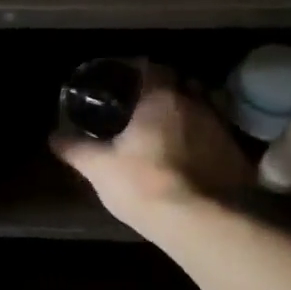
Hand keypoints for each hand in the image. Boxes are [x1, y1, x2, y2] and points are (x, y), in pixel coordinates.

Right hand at [52, 81, 251, 231]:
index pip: (153, 68)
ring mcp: (222, 129)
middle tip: (143, 109)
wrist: (200, 221)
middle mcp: (197, 104)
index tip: (123, 82)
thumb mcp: (98, 168)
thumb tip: (53, 137)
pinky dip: (203, 141)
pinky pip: (217, 137)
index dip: (137, 72)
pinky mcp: (237, 155)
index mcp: (161, 98)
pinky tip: (190, 159)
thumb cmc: (142, 183)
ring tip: (168, 134)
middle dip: (165, 92)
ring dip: (187, 116)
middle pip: (182, 85)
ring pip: (203, 110)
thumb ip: (76, 149)